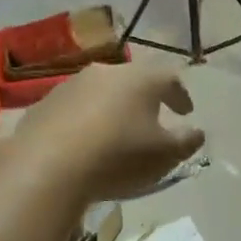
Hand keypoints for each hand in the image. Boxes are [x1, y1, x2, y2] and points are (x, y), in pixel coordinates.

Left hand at [15, 61, 205, 201]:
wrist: (46, 167)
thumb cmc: (118, 156)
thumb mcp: (165, 155)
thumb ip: (186, 141)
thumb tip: (197, 132)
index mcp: (140, 79)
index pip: (169, 79)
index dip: (181, 95)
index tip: (187, 112)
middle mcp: (105, 73)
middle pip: (132, 81)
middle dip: (145, 99)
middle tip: (153, 118)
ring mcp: (70, 86)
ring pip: (101, 93)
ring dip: (112, 109)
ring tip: (117, 133)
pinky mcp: (43, 105)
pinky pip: (74, 110)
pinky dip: (85, 121)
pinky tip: (85, 143)